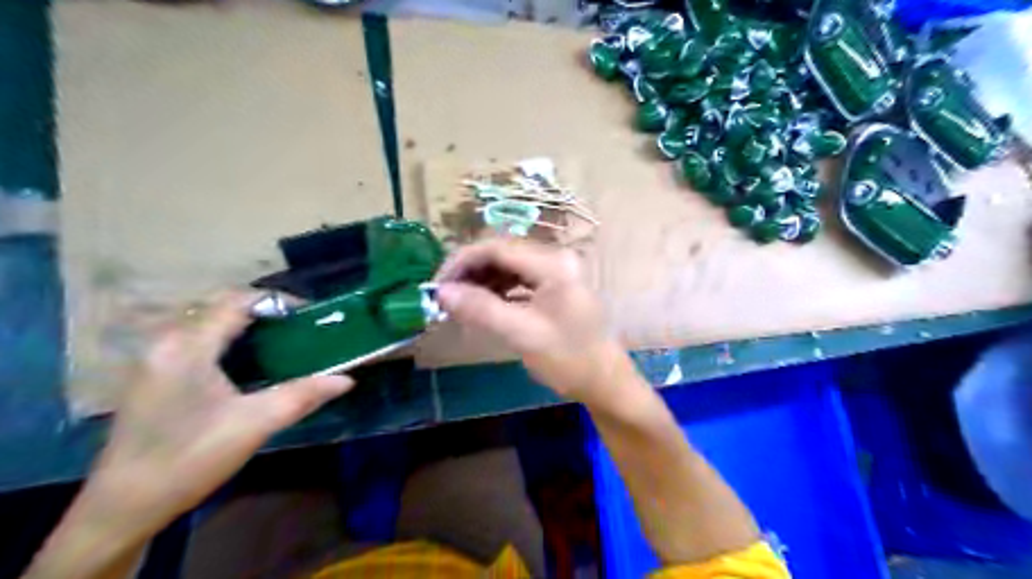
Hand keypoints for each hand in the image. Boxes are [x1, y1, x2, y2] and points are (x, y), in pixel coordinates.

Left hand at [82, 293, 353, 539]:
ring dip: (243, 322)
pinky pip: (195, 337)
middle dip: (262, 309)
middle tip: (298, 327)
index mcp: (187, 347)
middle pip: (219, 305)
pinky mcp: (153, 374)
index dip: (276, 301)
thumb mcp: (254, 424)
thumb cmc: (191, 459)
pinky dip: (226, 336)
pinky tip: (247, 359)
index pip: (236, 302)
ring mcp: (154, 357)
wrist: (125, 506)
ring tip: (280, 339)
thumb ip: (302, 395)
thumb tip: (346, 380)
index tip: (310, 316)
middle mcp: (165, 342)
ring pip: (205, 320)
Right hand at [435, 239, 637, 406]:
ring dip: (482, 281)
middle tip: (444, 297)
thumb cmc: (569, 359)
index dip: (461, 262)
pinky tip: (483, 305)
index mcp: (552, 264)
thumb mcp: (521, 334)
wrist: (605, 382)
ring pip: (509, 266)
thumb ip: (481, 309)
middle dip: (470, 272)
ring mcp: (557, 272)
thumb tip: (441, 292)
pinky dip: (498, 290)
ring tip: (460, 303)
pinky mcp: (556, 287)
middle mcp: (555, 259)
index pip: (496, 247)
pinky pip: (519, 280)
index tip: (437, 286)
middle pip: (502, 253)